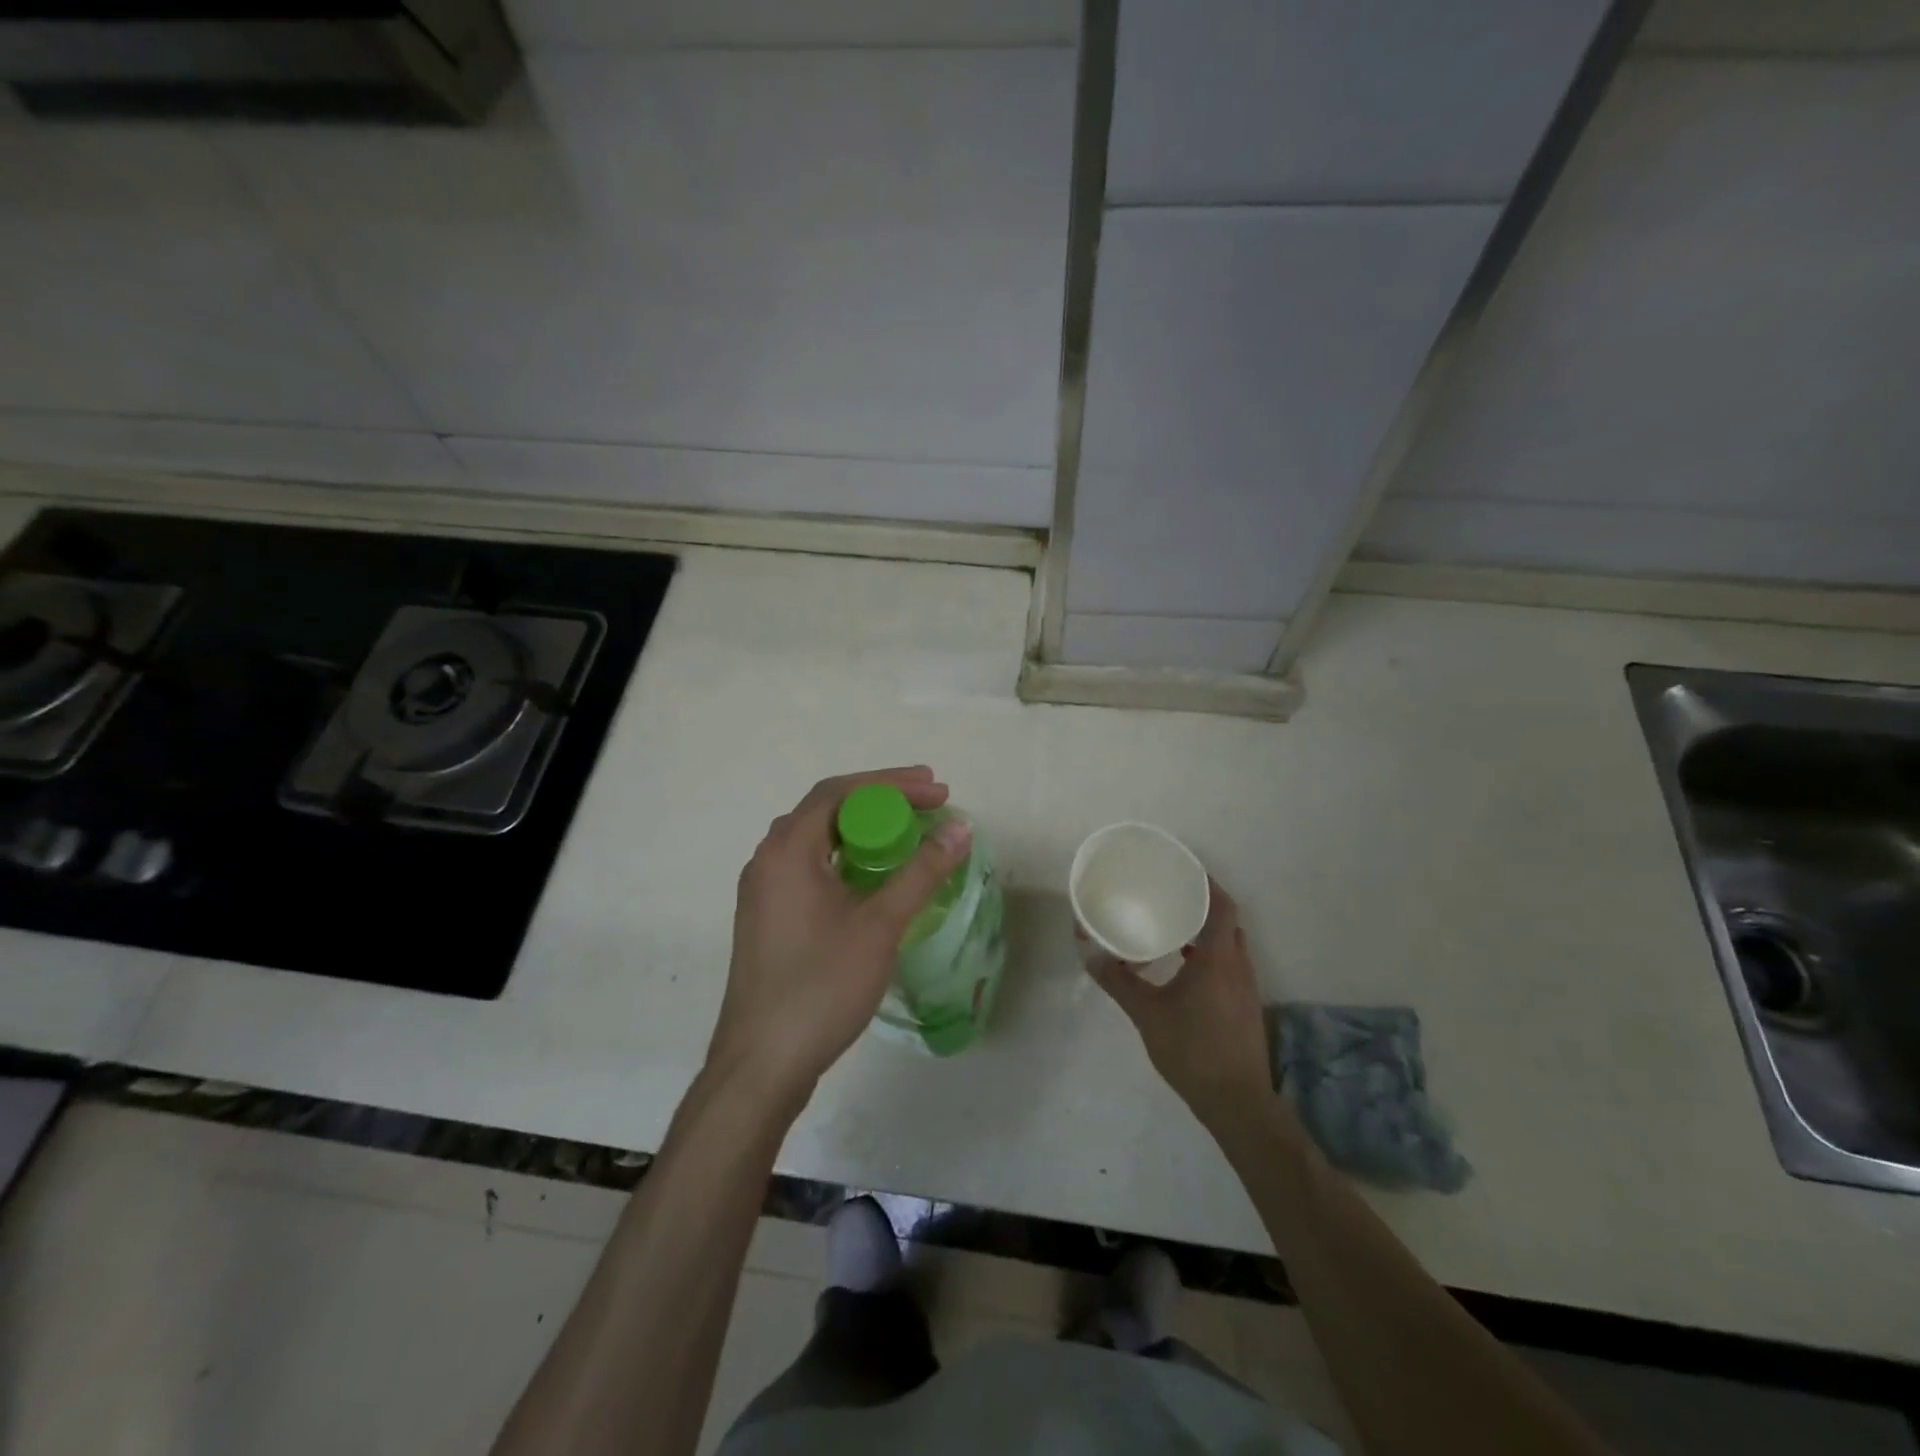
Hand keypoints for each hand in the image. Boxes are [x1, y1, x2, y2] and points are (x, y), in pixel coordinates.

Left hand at [707, 766, 972, 1103]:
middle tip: (928, 803)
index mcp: (787, 849)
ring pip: (817, 839)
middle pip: (827, 809)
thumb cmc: (821, 986)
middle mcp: (768, 859)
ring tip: (907, 831)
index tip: (937, 790)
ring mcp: (763, 890)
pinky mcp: (767, 917)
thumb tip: (959, 828)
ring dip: (862, 828)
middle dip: (880, 799)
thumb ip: (921, 872)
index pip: (840, 792)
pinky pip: (809, 866)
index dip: (892, 783)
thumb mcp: (880, 926)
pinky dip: (846, 857)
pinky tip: (873, 876)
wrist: (762, 1064)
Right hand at [1085, 879, 1273, 1124]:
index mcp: (1219, 959)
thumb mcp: (1147, 1014)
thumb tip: (1091, 955)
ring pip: (1229, 944)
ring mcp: (1246, 987)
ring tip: (1171, 924)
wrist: (1237, 1102)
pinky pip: (1229, 964)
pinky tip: (1182, 966)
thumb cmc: (1192, 1050)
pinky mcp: (1244, 1006)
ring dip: (1205, 931)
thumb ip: (1119, 982)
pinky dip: (1209, 954)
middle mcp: (1238, 966)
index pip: (1222, 906)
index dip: (1207, 884)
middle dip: (1202, 904)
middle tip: (1169, 894)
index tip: (1183, 871)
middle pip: (1227, 921)